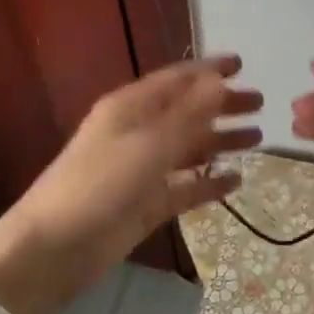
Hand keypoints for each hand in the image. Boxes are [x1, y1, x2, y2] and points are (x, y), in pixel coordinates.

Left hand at [0, 55, 260, 313]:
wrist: (53, 250)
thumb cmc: (99, 184)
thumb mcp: (148, 144)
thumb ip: (188, 114)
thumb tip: (219, 80)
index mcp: (131, 107)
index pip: (177, 79)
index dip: (209, 70)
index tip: (242, 64)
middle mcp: (138, 132)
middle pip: (187, 111)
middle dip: (222, 105)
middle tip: (260, 103)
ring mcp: (142, 169)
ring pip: (189, 148)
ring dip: (220, 141)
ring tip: (258, 138)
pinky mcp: (146, 204)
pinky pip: (185, 186)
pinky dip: (209, 182)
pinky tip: (236, 180)